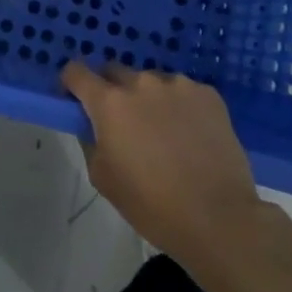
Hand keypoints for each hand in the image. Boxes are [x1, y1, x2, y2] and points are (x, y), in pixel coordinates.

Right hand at [62, 61, 285, 275]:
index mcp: (110, 102)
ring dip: (149, 99)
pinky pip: (183, 92)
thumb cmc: (153, 205)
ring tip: (164, 132)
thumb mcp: (103, 178)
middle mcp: (141, 83)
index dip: (72, 84)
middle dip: (112, 92)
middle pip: (115, 73)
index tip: (76, 101)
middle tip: (123, 124)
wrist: (219, 219)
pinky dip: (180, 106)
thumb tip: (91, 123)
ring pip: (152, 83)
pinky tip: (191, 135)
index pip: (76, 72)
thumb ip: (90, 140)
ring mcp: (178, 85)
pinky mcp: (208, 94)